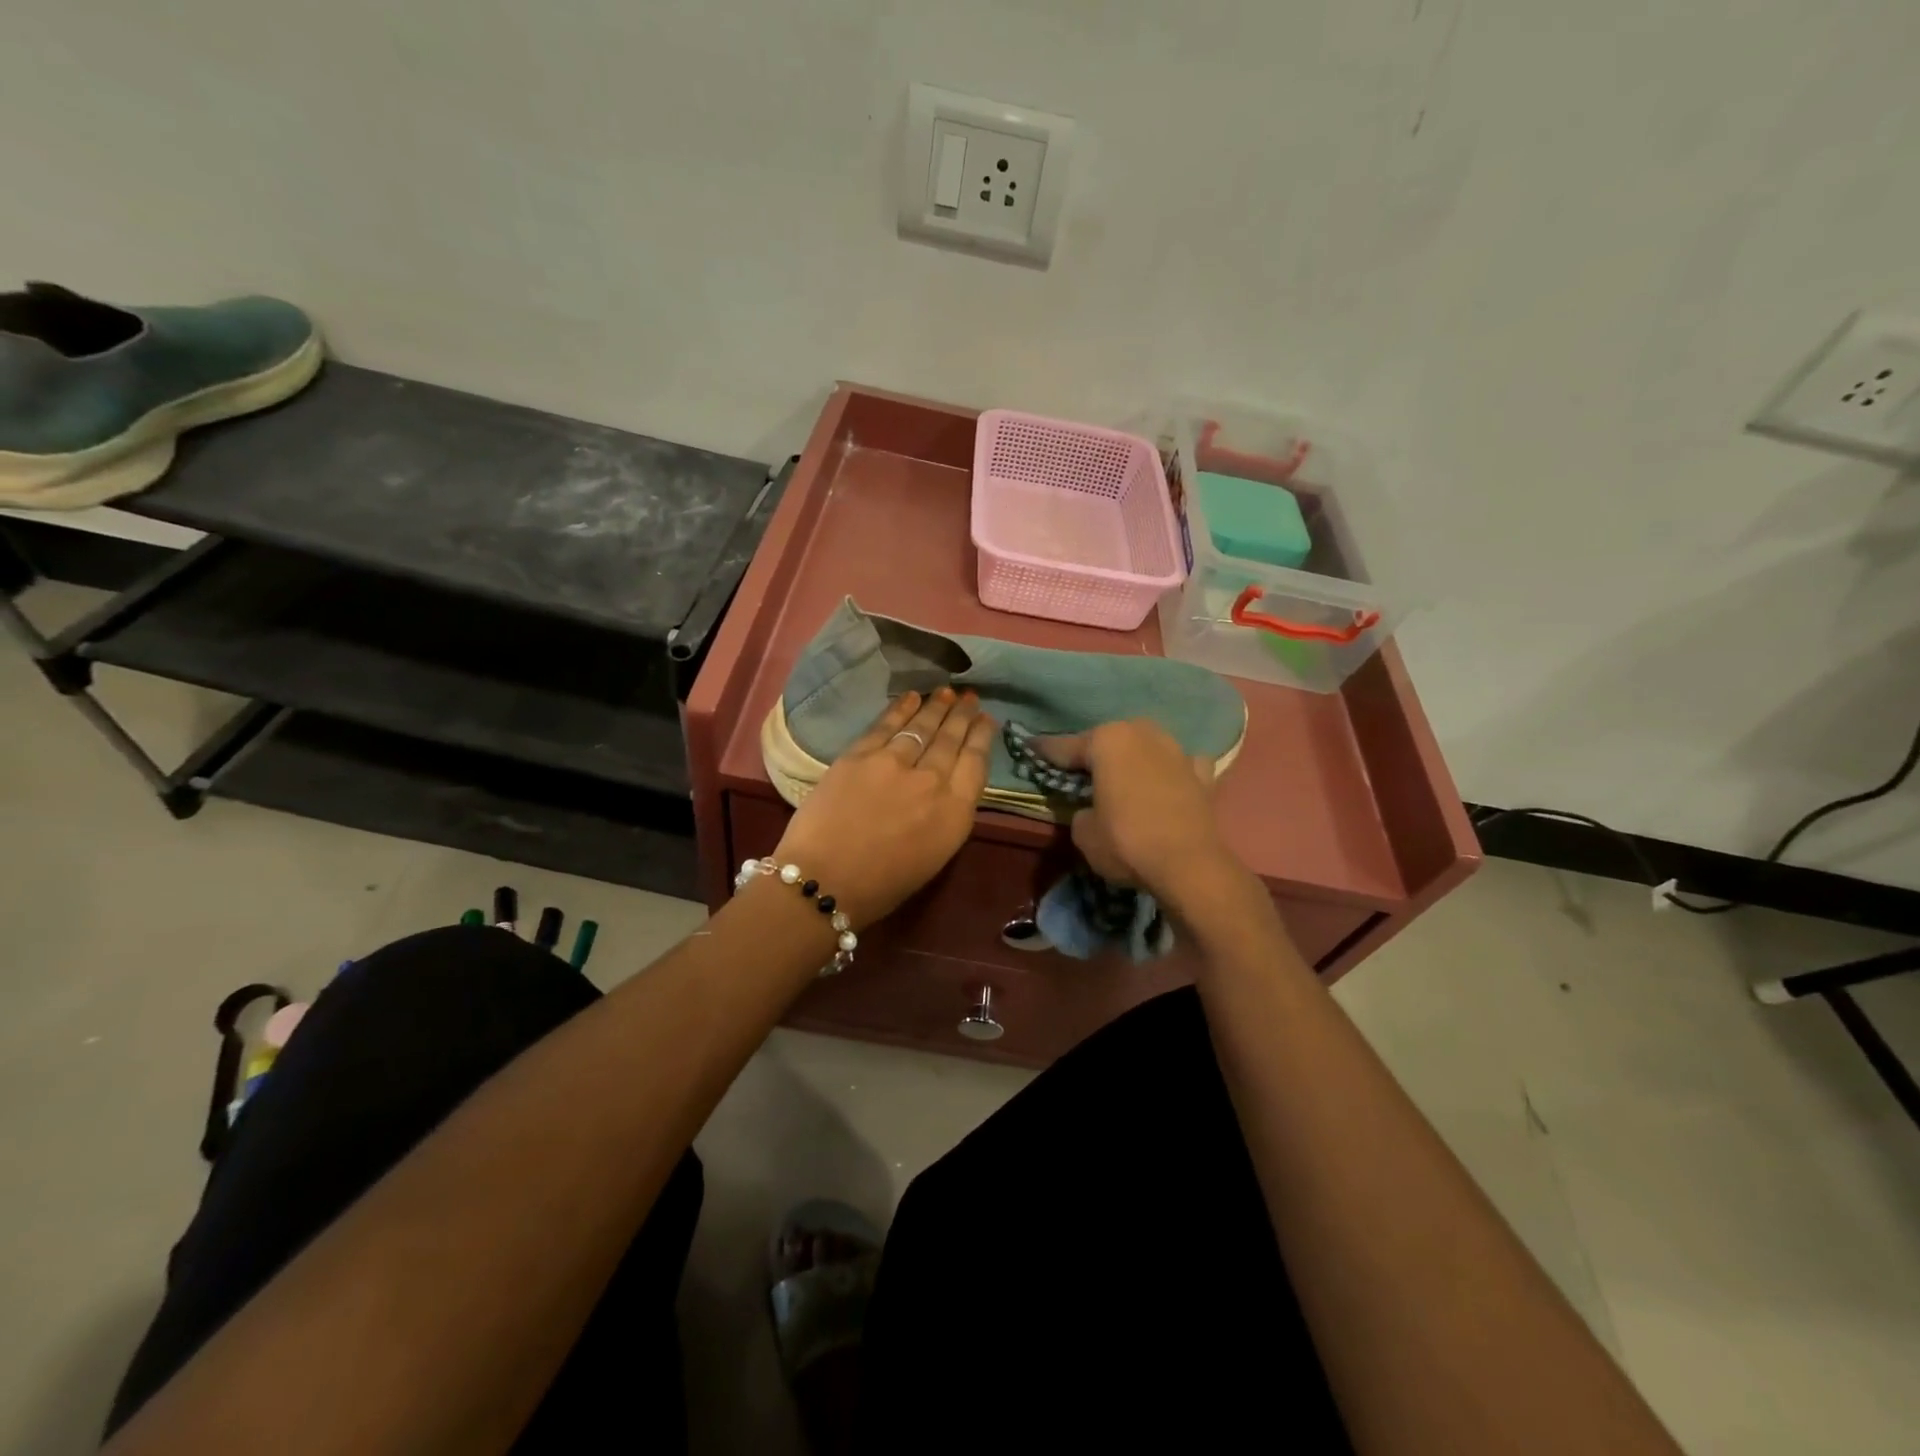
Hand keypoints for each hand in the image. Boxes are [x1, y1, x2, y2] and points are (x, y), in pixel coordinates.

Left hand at [773, 689, 994, 928]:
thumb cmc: (883, 884)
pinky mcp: (860, 755)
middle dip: (963, 715)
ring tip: (947, 692)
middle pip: (951, 739)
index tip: (986, 719)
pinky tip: (912, 697)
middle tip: (970, 698)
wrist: (824, 880)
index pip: (976, 762)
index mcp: (955, 813)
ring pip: (922, 726)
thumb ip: (947, 814)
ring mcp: (894, 763)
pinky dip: (901, 708)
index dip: (982, 737)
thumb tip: (948, 784)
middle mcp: (932, 780)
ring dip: (936, 707)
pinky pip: (887, 725)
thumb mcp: (935, 854)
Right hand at [1037, 720, 1242, 911]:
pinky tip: (1165, 782)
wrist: (1189, 865)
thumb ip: (1079, 811)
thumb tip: (1090, 810)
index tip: (1030, 749)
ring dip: (1132, 758)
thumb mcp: (1083, 832)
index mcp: (1107, 740)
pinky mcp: (1202, 774)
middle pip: (1109, 740)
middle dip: (1094, 753)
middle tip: (1079, 771)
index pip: (1065, 746)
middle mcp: (1143, 734)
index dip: (1045, 752)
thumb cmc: (1126, 842)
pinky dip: (1169, 771)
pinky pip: (1178, 765)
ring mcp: (1177, 751)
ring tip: (1121, 777)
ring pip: (1145, 746)